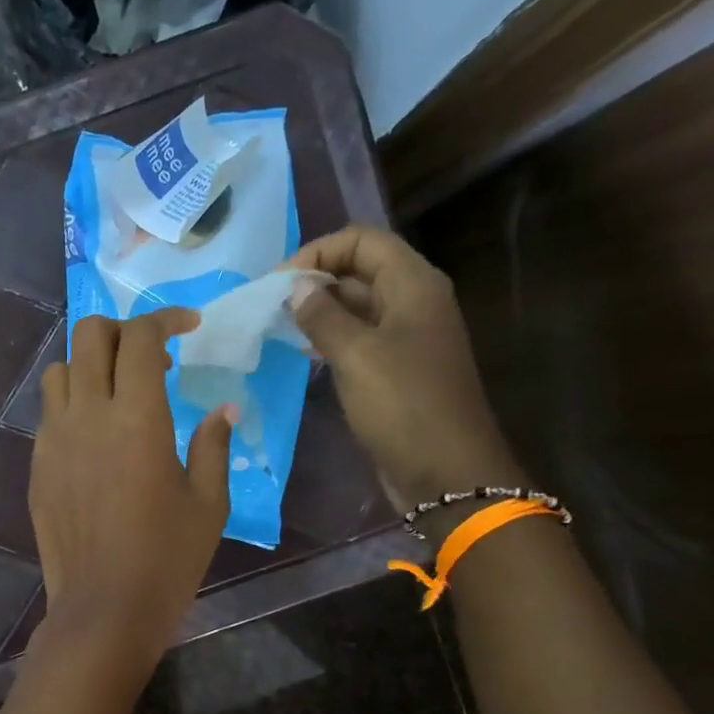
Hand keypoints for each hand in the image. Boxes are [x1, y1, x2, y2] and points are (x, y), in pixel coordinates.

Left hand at [29, 310, 233, 670]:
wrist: (104, 608)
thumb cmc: (167, 559)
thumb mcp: (208, 503)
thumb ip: (214, 445)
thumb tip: (222, 410)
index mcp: (138, 419)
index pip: (141, 338)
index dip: (166, 320)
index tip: (188, 328)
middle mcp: (88, 416)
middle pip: (90, 336)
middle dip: (122, 331)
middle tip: (151, 358)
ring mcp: (54, 440)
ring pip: (61, 371)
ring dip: (91, 366)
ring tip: (118, 393)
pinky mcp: (38, 467)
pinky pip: (50, 414)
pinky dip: (73, 404)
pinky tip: (95, 437)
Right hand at [285, 226, 521, 503]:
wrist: (444, 471)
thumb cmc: (403, 405)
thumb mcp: (357, 355)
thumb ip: (323, 316)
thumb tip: (296, 287)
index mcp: (413, 285)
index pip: (362, 241)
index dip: (318, 252)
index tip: (278, 284)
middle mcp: (412, 303)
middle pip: (358, 271)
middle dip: (313, 282)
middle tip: (268, 308)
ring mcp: (404, 338)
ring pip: (355, 308)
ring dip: (317, 312)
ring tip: (276, 328)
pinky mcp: (394, 371)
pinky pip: (358, 341)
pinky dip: (329, 340)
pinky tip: (301, 354)